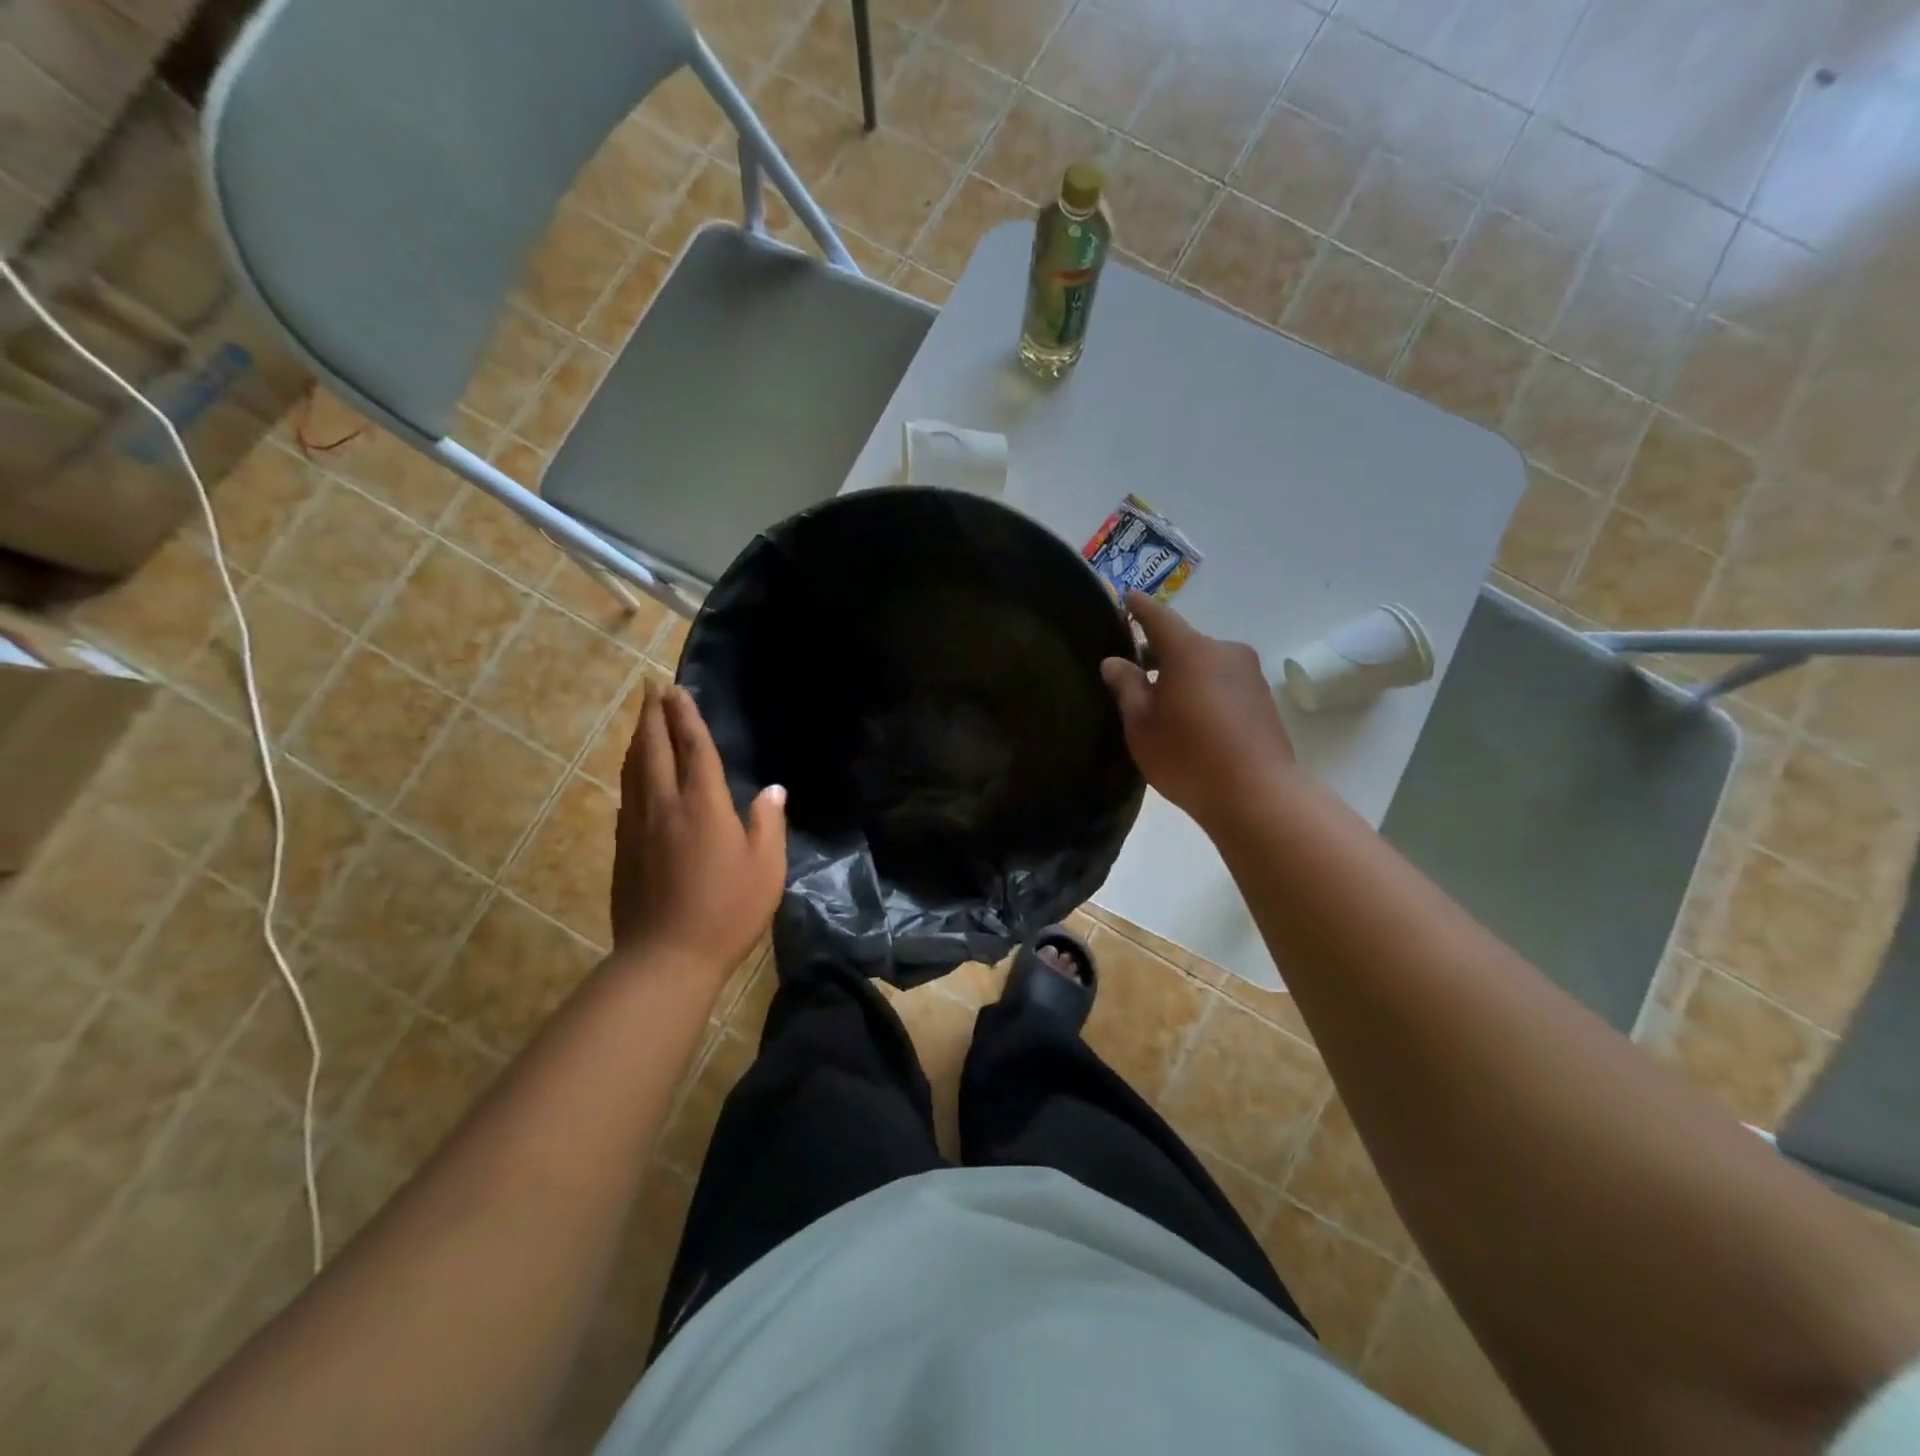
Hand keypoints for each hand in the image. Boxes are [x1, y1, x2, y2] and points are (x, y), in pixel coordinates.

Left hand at [610, 680, 786, 977]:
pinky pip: (626, 794)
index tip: (677, 690)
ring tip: (643, 719)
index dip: (687, 717)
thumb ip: (768, 823)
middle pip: (655, 749)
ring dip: (639, 739)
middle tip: (652, 688)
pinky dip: (631, 771)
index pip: (694, 749)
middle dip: (654, 715)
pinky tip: (634, 773)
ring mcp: (637, 826)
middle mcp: (664, 805)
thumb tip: (772, 790)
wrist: (665, 957)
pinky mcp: (622, 848)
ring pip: (633, 769)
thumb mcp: (766, 868)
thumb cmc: (727, 911)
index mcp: (702, 805)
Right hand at [1100, 591, 1294, 829]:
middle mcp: (1223, 651)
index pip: (1157, 616)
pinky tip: (1190, 717)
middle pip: (1182, 642)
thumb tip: (1115, 662)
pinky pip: (1222, 682)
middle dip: (1156, 652)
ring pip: (1204, 663)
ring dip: (1181, 673)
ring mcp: (1248, 674)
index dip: (1138, 607)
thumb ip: (1127, 687)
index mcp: (1190, 650)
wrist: (1257, 795)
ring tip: (1160, 701)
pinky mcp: (1261, 698)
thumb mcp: (1141, 725)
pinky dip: (1202, 689)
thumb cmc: (1187, 757)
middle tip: (1131, 671)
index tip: (1124, 597)